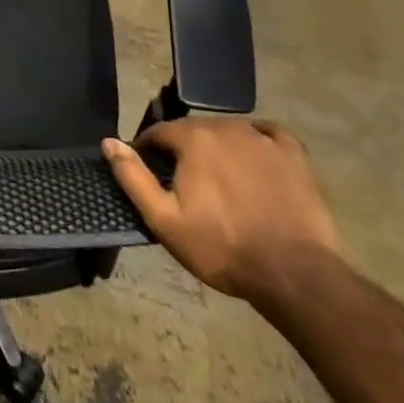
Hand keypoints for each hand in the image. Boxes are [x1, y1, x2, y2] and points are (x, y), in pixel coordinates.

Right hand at [103, 117, 340, 302]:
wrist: (295, 274)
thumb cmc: (222, 247)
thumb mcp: (164, 220)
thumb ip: (133, 177)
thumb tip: (109, 142)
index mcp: (193, 139)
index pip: (159, 132)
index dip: (148, 150)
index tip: (149, 173)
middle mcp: (226, 128)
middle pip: (194, 130)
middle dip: (183, 150)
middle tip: (184, 183)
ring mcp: (263, 140)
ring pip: (229, 131)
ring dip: (217, 146)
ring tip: (218, 178)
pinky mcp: (294, 156)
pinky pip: (269, 133)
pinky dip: (257, 139)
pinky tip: (255, 156)